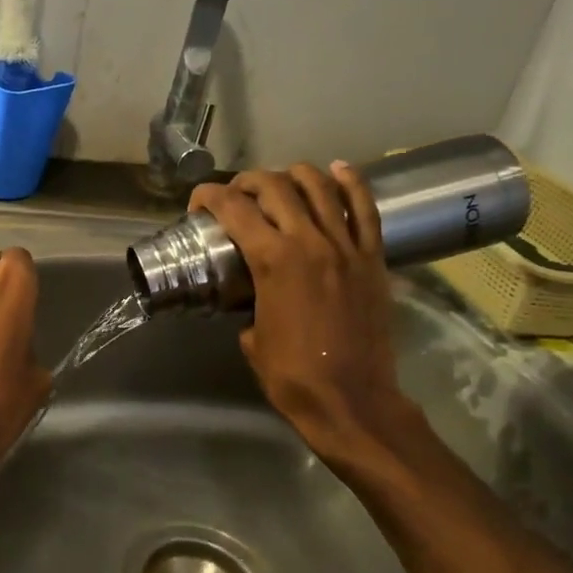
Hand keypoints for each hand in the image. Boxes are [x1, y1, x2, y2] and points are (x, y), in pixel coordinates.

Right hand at [189, 163, 419, 479]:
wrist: (353, 401)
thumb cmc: (292, 376)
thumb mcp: (251, 337)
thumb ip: (248, 304)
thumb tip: (251, 296)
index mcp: (272, 261)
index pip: (233, 208)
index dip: (208, 196)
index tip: (198, 203)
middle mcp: (309, 242)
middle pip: (274, 186)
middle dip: (247, 182)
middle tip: (236, 195)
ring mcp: (346, 246)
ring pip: (320, 186)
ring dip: (293, 174)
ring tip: (280, 182)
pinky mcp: (373, 258)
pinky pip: (366, 209)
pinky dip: (351, 183)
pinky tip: (338, 170)